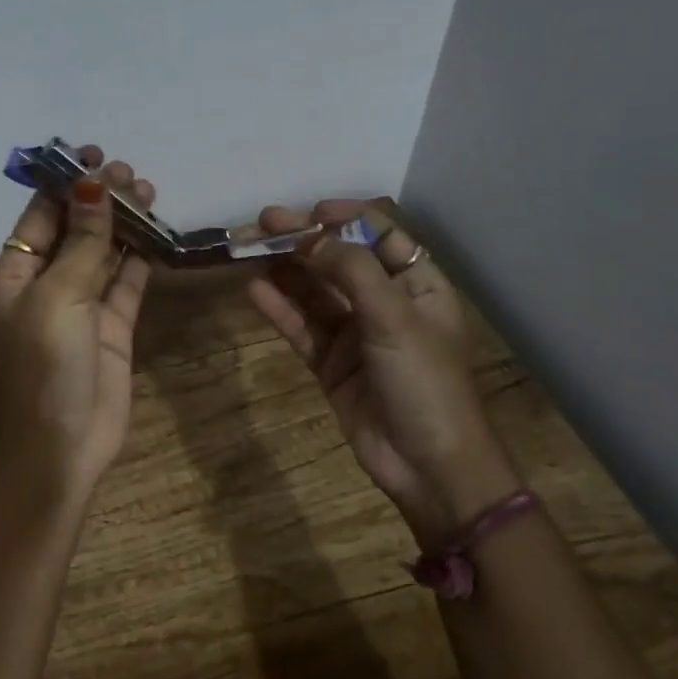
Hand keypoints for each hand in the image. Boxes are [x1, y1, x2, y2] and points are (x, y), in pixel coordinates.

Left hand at [0, 145, 156, 492]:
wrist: (62, 445)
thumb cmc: (46, 366)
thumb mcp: (58, 298)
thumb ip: (82, 244)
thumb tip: (93, 187)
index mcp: (18, 274)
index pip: (40, 215)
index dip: (65, 183)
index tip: (94, 156)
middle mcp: (49, 283)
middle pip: (76, 228)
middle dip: (100, 198)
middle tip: (131, 175)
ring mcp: (84, 304)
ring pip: (105, 250)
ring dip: (124, 222)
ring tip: (149, 193)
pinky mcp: (114, 324)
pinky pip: (129, 280)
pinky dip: (142, 255)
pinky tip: (158, 232)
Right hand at [245, 201, 519, 544]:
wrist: (428, 466)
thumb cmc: (425, 382)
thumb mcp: (395, 318)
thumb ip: (352, 271)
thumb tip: (311, 237)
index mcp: (417, 285)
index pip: (380, 235)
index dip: (345, 218)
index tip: (309, 212)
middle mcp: (385, 303)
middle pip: (339, 261)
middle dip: (304, 241)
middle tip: (263, 223)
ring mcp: (356, 334)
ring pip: (315, 293)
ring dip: (285, 271)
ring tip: (249, 249)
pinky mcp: (331, 363)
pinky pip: (302, 328)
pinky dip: (280, 309)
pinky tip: (255, 290)